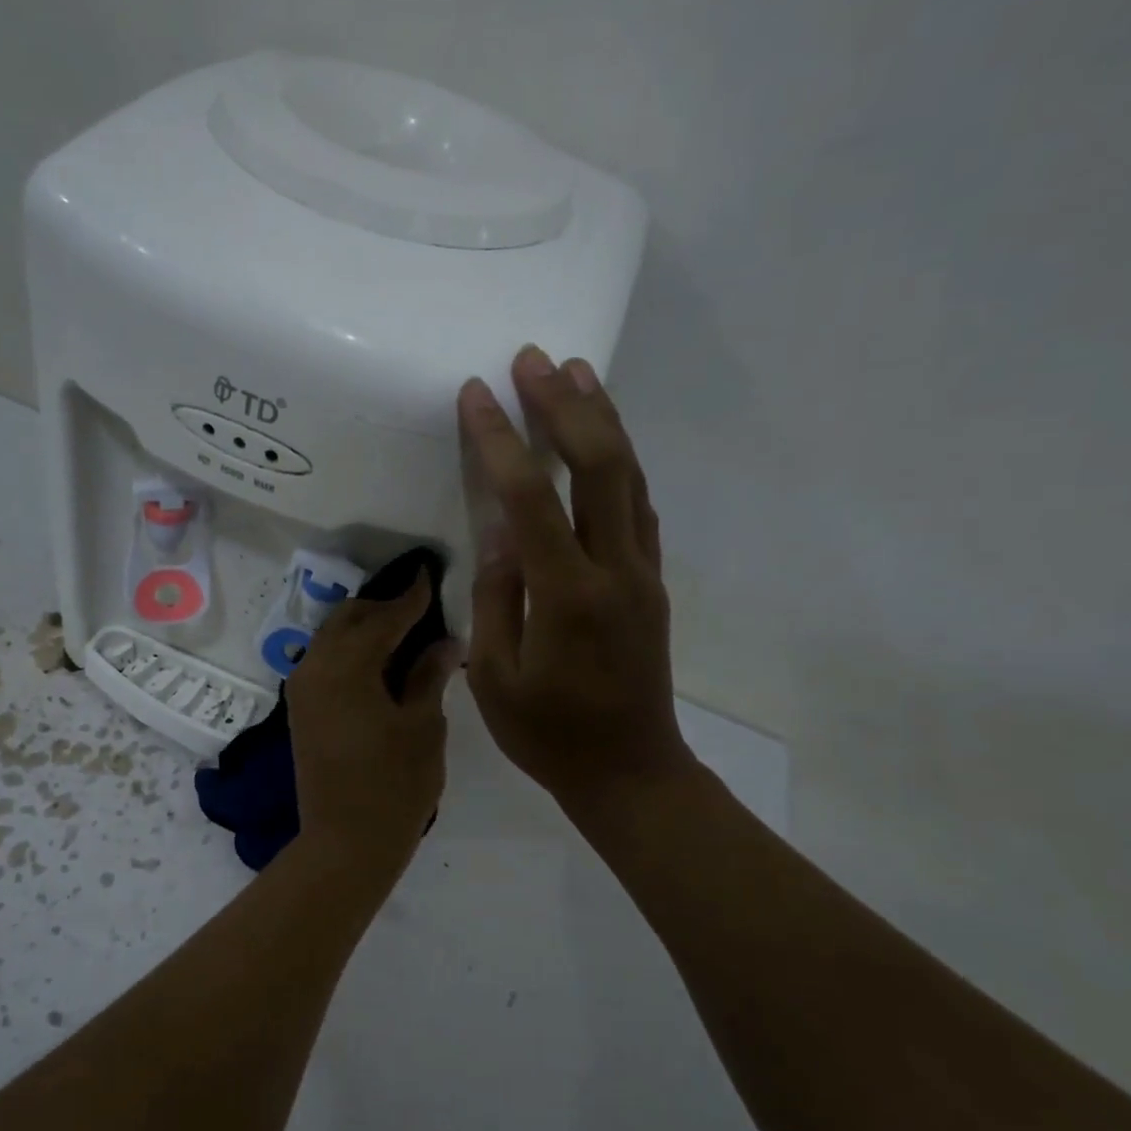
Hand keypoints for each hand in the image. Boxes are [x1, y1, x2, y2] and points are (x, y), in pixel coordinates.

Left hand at [286, 569, 456, 869]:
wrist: (345, 843)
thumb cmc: (395, 785)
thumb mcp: (423, 726)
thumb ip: (429, 675)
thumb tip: (446, 641)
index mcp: (347, 667)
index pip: (383, 618)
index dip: (410, 597)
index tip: (428, 575)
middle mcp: (315, 667)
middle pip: (348, 619)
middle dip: (382, 608)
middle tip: (420, 609)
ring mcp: (302, 689)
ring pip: (332, 638)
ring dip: (364, 628)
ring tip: (403, 634)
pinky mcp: (301, 709)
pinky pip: (325, 661)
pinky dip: (350, 651)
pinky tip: (380, 663)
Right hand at [458, 346, 695, 826]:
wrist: (631, 772)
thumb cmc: (549, 735)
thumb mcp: (496, 677)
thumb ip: (498, 598)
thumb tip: (500, 533)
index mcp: (568, 597)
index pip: (532, 499)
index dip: (502, 442)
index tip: (477, 395)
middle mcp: (616, 571)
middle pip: (601, 466)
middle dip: (566, 406)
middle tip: (533, 359)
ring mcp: (644, 573)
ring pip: (631, 477)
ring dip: (603, 420)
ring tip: (576, 372)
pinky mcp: (653, 582)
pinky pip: (640, 507)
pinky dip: (622, 463)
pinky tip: (604, 440)